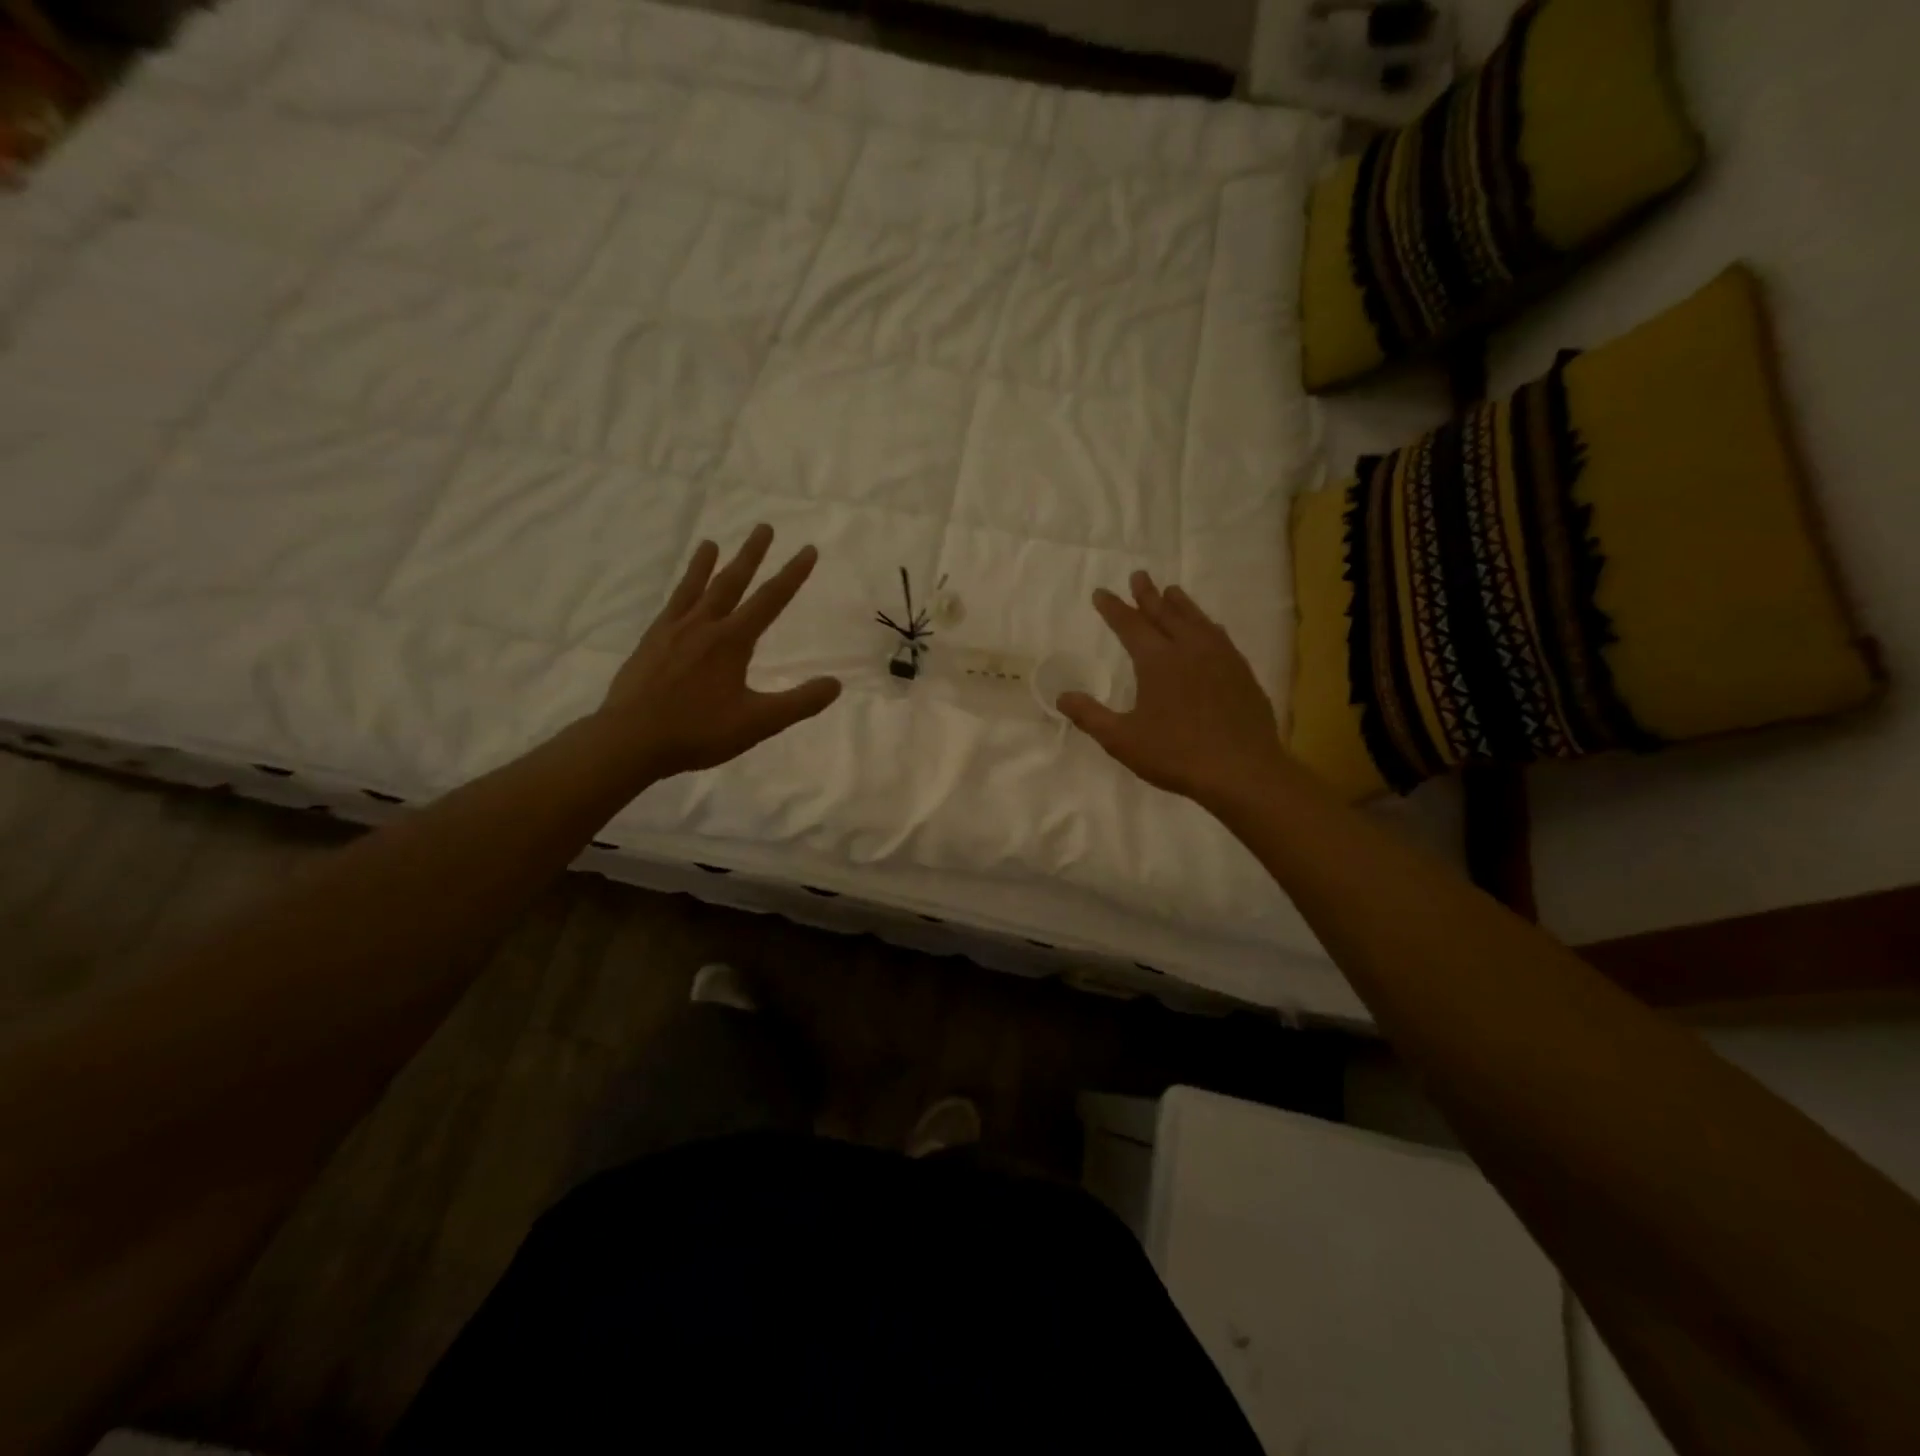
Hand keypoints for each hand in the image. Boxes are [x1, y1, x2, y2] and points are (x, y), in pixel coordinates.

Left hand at [597, 525, 841, 780]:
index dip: (792, 574)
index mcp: (732, 641)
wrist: (631, 739)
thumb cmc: (698, 731)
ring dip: (707, 564)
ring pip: (695, 588)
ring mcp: (672, 631)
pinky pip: (670, 606)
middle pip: (732, 582)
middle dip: (751, 554)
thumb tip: (836, 684)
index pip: (770, 600)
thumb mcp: (758, 723)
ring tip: (711, 542)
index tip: (808, 550)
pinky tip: (680, 593)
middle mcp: (703, 626)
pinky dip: (680, 591)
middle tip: (764, 526)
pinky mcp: (650, 642)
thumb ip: (799, 703)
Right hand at [1059, 571, 1289, 808]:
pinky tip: (1209, 629)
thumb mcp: (1122, 740)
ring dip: (1180, 604)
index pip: (1129, 625)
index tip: (1101, 593)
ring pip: (1196, 620)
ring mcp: (1220, 657)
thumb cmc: (1176, 754)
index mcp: (1157, 660)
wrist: (1242, 770)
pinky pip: (1219, 636)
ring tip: (1172, 591)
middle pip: (1165, 613)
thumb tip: (1061, 697)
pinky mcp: (1241, 672)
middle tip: (1139, 575)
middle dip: (1148, 595)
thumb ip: (1090, 716)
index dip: (1113, 608)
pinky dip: (1206, 625)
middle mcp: (1189, 648)